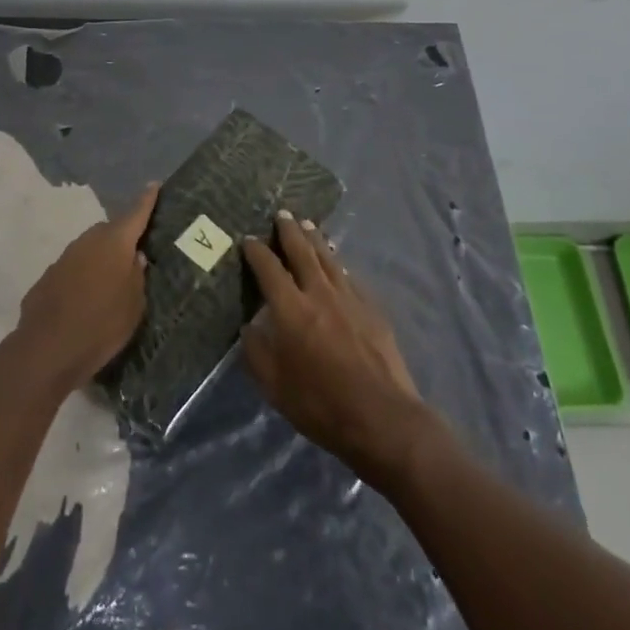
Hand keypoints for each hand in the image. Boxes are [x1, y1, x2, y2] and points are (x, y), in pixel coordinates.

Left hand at [14, 183, 158, 390]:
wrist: (46, 350)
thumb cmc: (101, 325)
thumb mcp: (134, 306)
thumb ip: (137, 276)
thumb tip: (135, 257)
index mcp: (115, 243)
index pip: (135, 214)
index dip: (146, 200)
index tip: (153, 184)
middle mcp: (88, 242)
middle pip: (109, 231)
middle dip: (121, 238)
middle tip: (131, 256)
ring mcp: (64, 258)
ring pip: (88, 250)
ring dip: (99, 259)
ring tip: (107, 283)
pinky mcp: (47, 277)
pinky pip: (71, 270)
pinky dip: (80, 278)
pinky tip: (82, 301)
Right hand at [241, 213, 435, 487]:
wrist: (381, 416)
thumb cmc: (321, 404)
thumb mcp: (274, 387)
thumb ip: (257, 352)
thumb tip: (248, 328)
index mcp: (290, 309)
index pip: (269, 269)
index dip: (257, 251)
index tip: (248, 239)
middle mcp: (318, 293)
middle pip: (302, 252)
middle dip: (289, 231)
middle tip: (282, 214)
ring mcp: (349, 298)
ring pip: (328, 258)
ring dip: (316, 239)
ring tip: (308, 225)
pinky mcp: (371, 308)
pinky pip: (349, 277)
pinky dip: (338, 264)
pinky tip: (337, 263)